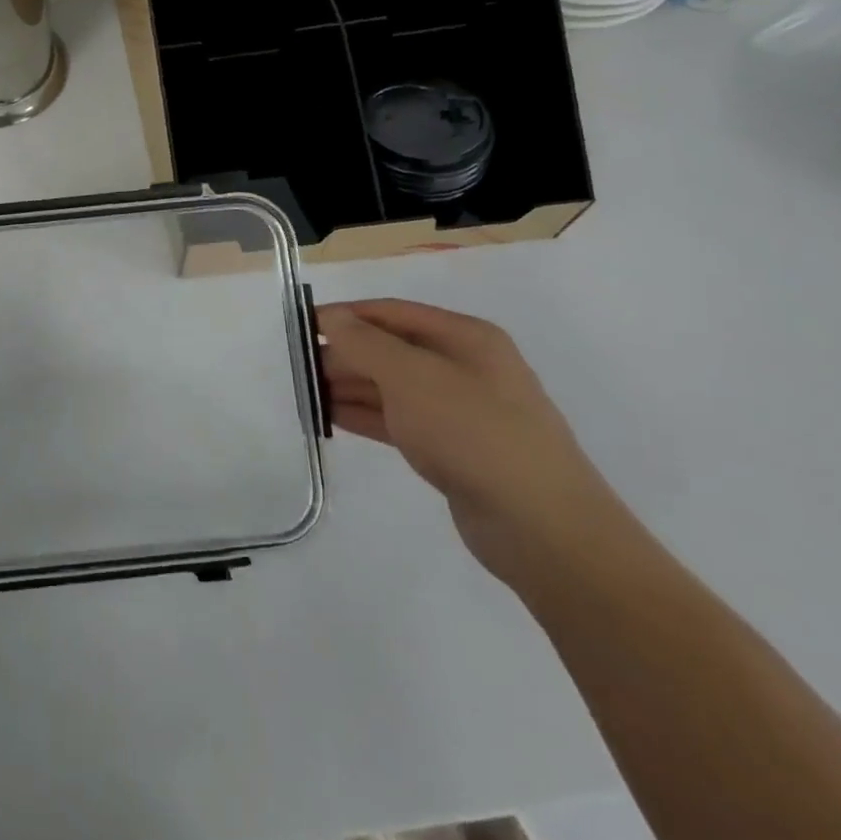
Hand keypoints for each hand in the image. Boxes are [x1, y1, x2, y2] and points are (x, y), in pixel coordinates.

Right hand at [318, 300, 629, 593]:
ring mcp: (460, 410)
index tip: (299, 327)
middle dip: (344, 354)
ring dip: (348, 386)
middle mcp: (464, 366)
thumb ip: (364, 342)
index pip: (390, 312)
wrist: (542, 527)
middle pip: (390, 348)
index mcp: (465, 337)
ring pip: (391, 386)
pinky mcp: (453, 448)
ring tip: (305, 394)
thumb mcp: (410, 376)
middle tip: (298, 369)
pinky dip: (363, 415)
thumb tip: (332, 319)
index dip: (344, 315)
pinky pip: (398, 420)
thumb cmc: (473, 432)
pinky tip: (330, 418)